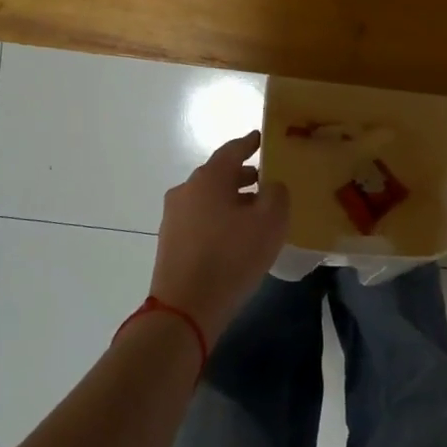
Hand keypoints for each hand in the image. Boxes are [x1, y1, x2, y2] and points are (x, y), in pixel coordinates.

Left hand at [151, 131, 290, 342]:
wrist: (185, 308)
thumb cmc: (232, 257)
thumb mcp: (270, 222)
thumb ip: (276, 193)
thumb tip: (271, 185)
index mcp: (208, 178)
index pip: (232, 150)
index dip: (249, 143)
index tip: (261, 138)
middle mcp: (186, 190)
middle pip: (218, 174)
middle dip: (242, 175)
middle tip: (265, 180)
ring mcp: (174, 216)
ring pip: (208, 198)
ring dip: (231, 199)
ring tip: (254, 211)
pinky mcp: (170, 241)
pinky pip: (200, 218)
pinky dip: (218, 218)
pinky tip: (235, 235)